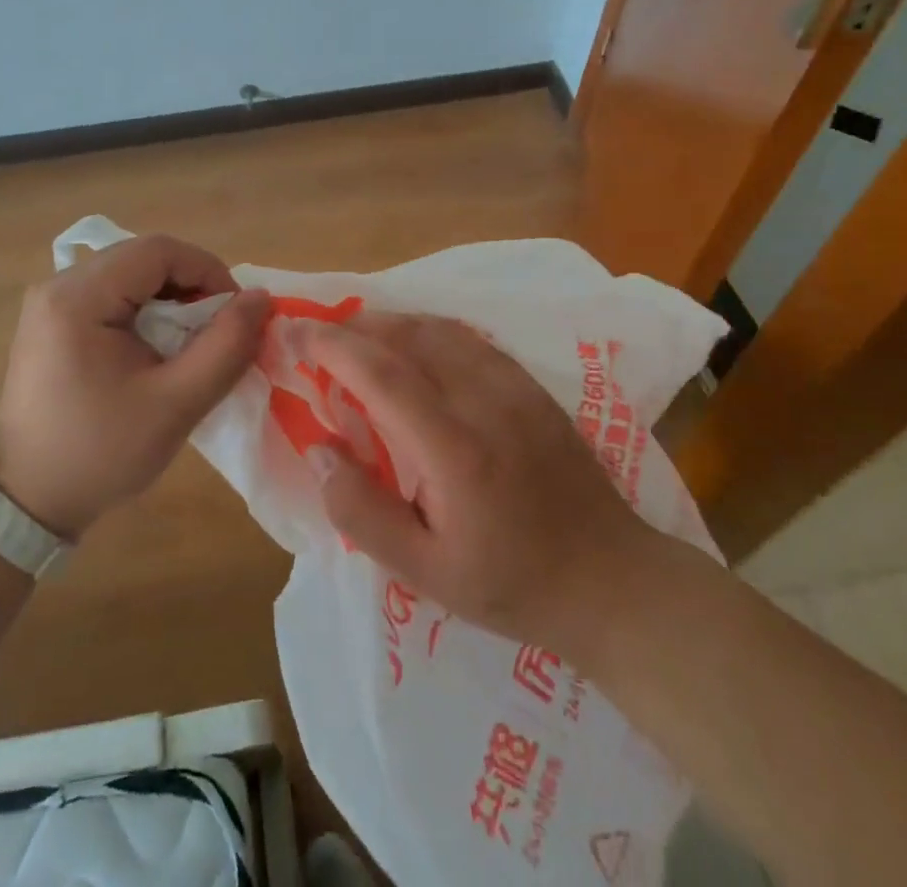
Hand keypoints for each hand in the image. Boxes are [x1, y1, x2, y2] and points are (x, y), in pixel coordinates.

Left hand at [0, 235, 269, 539]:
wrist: (26, 502)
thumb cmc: (100, 453)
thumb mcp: (175, 403)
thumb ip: (226, 346)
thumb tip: (261, 298)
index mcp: (78, 297)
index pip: (158, 251)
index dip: (208, 271)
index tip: (235, 314)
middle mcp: (59, 285)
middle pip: (144, 259)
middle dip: (192, 286)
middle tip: (219, 331)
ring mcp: (52, 302)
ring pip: (131, 275)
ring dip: (173, 299)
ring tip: (194, 343)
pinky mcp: (53, 321)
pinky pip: (114, 295)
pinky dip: (148, 312)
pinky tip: (160, 349)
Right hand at [302, 313, 657, 661]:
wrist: (612, 580)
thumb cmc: (512, 583)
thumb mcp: (425, 573)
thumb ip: (362, 511)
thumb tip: (318, 450)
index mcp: (453, 448)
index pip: (380, 373)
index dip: (331, 345)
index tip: (294, 332)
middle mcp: (484, 399)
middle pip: (408, 337)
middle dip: (354, 326)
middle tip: (317, 331)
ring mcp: (515, 386)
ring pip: (440, 328)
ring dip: (391, 322)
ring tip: (356, 334)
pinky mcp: (532, 385)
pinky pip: (469, 338)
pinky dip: (429, 329)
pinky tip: (414, 343)